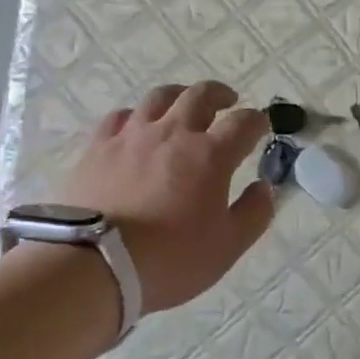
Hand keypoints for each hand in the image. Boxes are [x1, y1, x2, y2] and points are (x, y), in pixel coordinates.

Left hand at [61, 81, 273, 313]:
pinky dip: (136, 115)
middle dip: (220, 94)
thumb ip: (254, 213)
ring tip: (183, 102)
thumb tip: (264, 187)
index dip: (257, 121)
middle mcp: (173, 133)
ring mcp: (132, 135)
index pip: (243, 124)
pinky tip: (136, 125)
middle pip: (200, 96)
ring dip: (179, 95)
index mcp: (210, 155)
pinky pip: (120, 117)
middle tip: (228, 100)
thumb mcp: (228, 246)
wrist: (95, 264)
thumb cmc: (171, 258)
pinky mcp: (98, 146)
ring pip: (159, 97)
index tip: (261, 125)